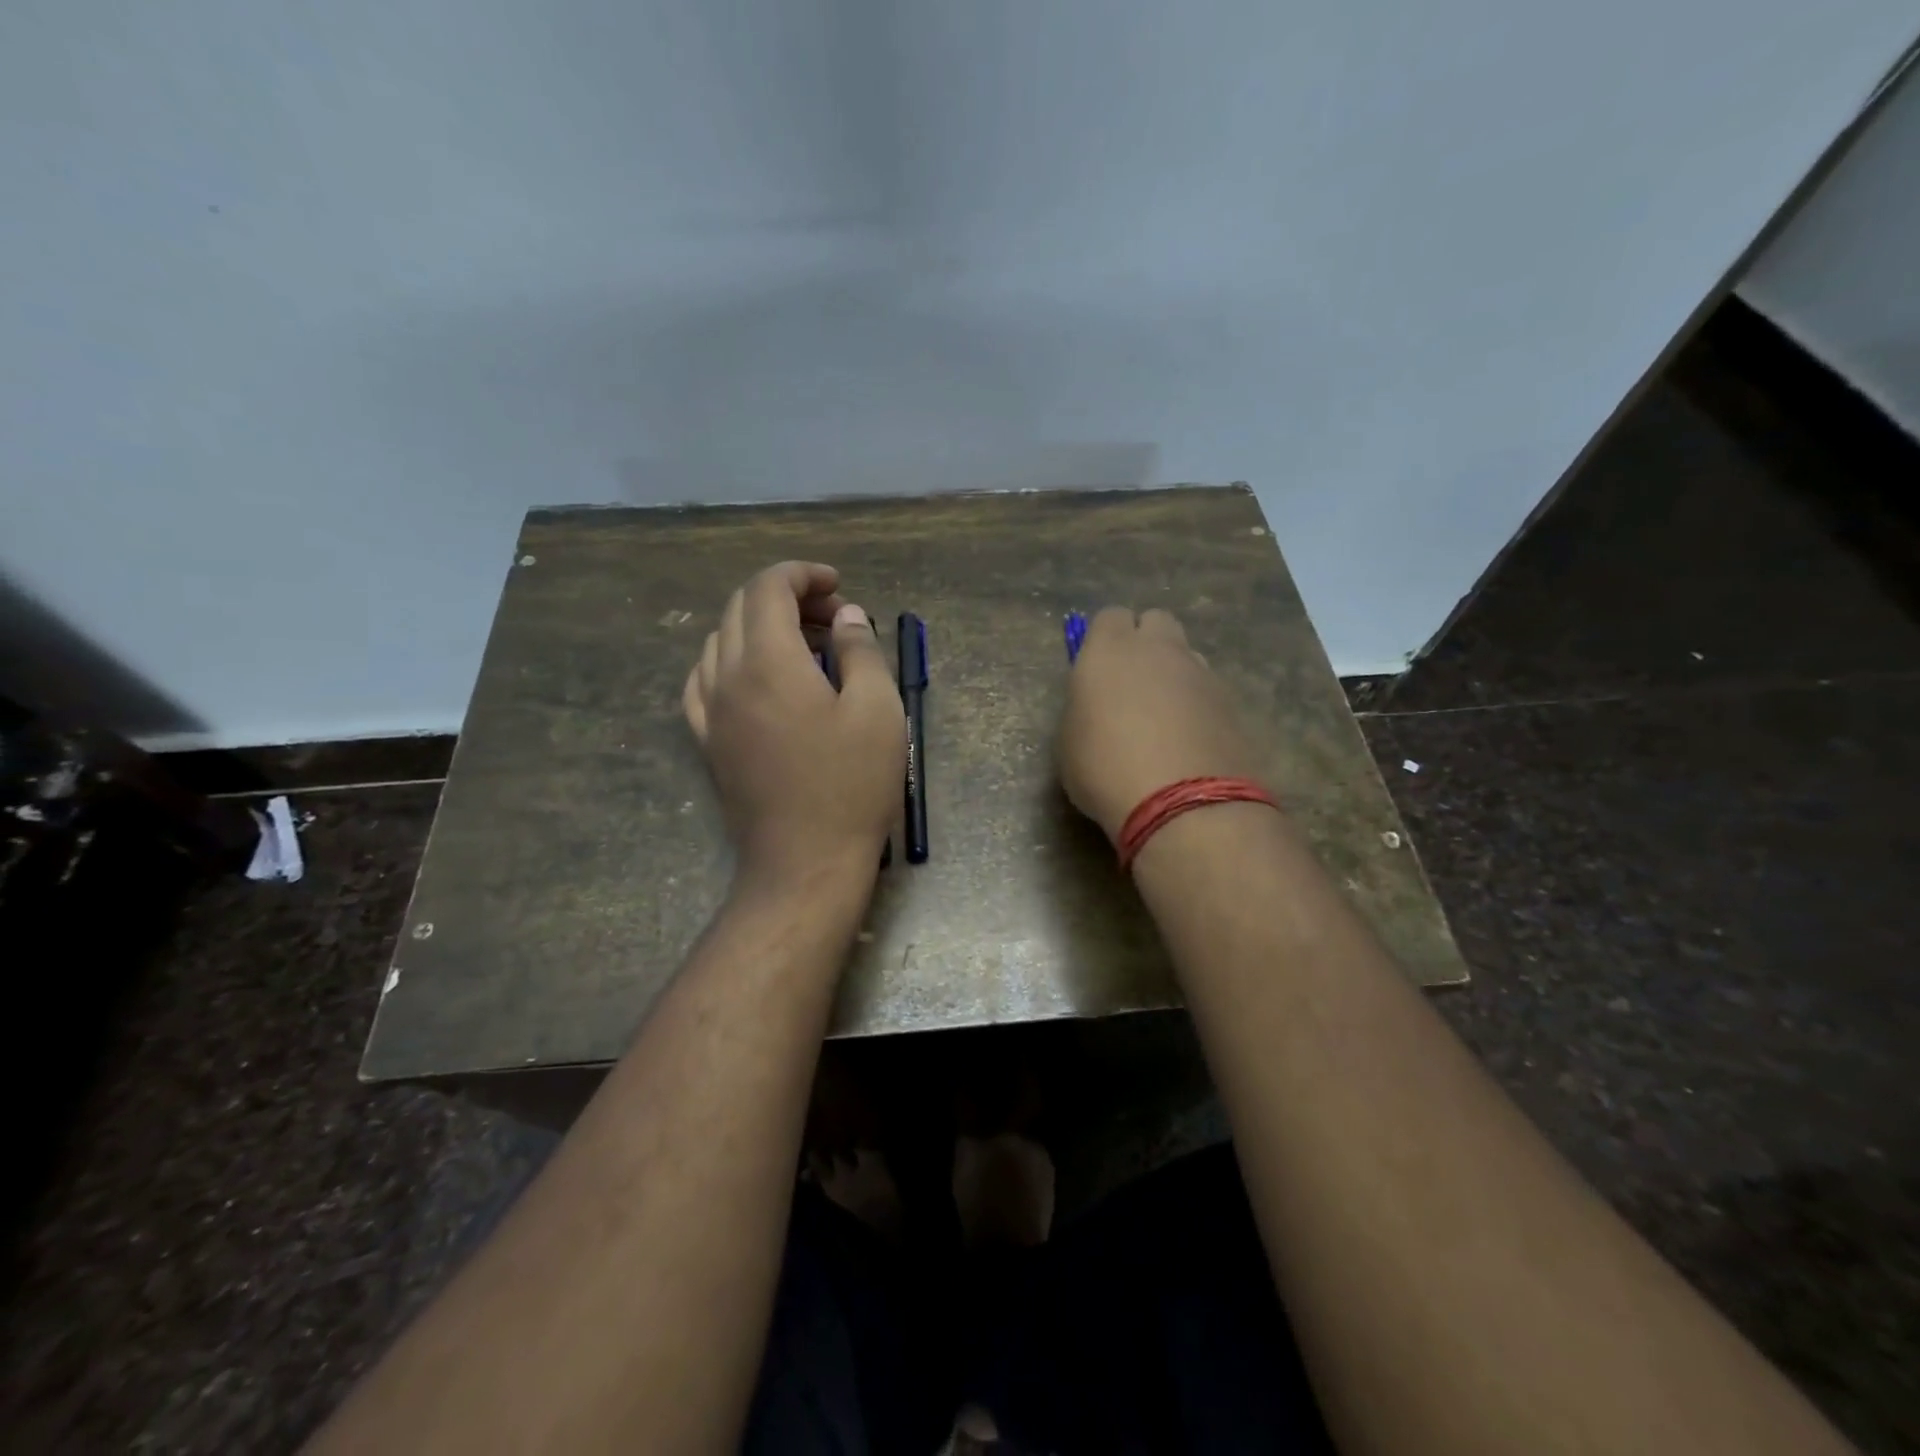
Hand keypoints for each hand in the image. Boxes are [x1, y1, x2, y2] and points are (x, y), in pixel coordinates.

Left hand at [683, 562, 903, 881]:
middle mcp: (727, 677)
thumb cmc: (850, 785)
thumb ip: (860, 651)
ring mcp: (710, 711)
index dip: (802, 575)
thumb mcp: (877, 711)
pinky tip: (759, 678)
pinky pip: (705, 680)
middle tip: (833, 618)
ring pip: (720, 641)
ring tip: (803, 646)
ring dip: (759, 627)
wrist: (804, 862)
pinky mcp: (708, 740)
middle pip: (741, 609)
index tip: (838, 586)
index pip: (768, 589)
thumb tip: (845, 615)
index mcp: (769, 662)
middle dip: (787, 597)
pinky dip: (733, 660)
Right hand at [1057, 607, 1265, 840]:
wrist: (1182, 803)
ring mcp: (1202, 674)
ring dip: (1175, 675)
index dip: (1104, 640)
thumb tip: (1097, 707)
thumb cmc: (1105, 770)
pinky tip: (1189, 742)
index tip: (1097, 670)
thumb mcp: (1069, 742)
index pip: (1110, 617)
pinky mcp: (1232, 703)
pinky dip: (1198, 706)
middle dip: (1146, 644)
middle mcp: (1159, 650)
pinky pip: (1209, 691)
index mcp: (1110, 650)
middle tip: (1132, 685)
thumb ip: (1083, 709)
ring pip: (1187, 656)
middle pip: (1157, 622)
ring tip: (1164, 720)